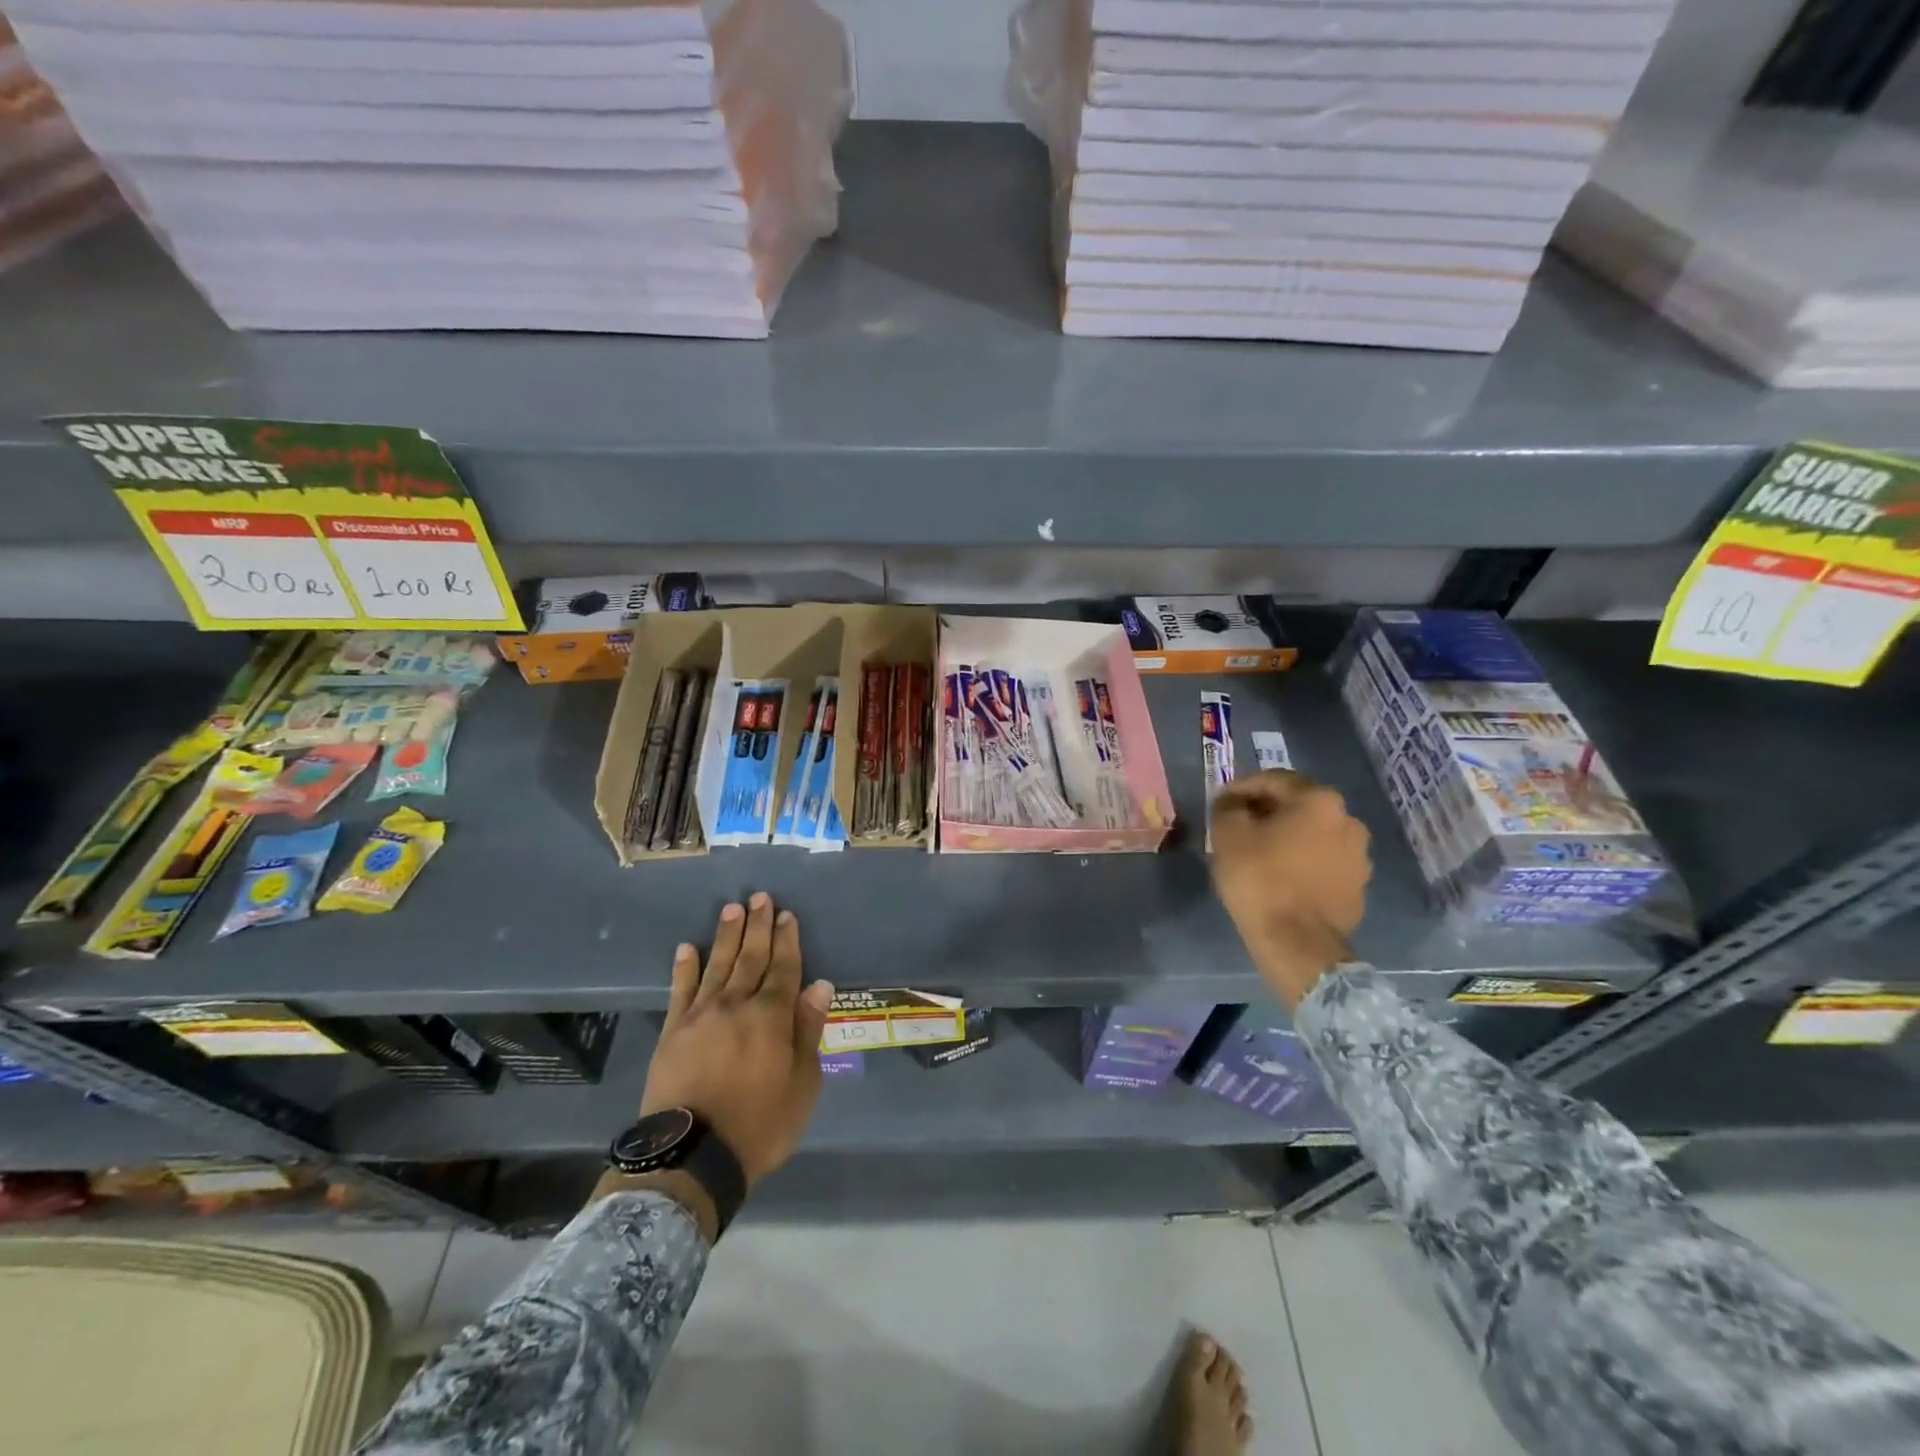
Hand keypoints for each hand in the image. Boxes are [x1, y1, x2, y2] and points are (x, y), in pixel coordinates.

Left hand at [639, 893, 834, 1190]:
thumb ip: (808, 1030)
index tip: (787, 914)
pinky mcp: (672, 1032)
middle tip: (759, 897)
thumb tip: (820, 986)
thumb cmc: (761, 1123)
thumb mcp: (803, 1083)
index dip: (787, 939)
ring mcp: (701, 1016)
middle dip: (758, 926)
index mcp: (771, 1016)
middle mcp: (736, 1005)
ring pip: (717, 965)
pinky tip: (687, 948)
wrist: (693, 1156)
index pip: (784, 967)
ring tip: (731, 909)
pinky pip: (680, 991)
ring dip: (726, 936)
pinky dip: (684, 968)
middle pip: (751, 957)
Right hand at [1209, 770, 1371, 1008]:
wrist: (1297, 943)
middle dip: (1268, 812)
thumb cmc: (1260, 879)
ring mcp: (1359, 856)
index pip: (1274, 780)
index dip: (1242, 788)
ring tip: (1260, 854)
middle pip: (1299, 805)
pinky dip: (1303, 862)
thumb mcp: (1228, 834)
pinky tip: (1281, 877)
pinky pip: (1324, 862)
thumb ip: (1228, 807)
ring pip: (1314, 834)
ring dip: (1288, 837)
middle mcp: (1348, 820)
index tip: (1221, 802)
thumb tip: (1232, 802)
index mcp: (1319, 800)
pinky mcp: (1358, 886)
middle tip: (1240, 826)